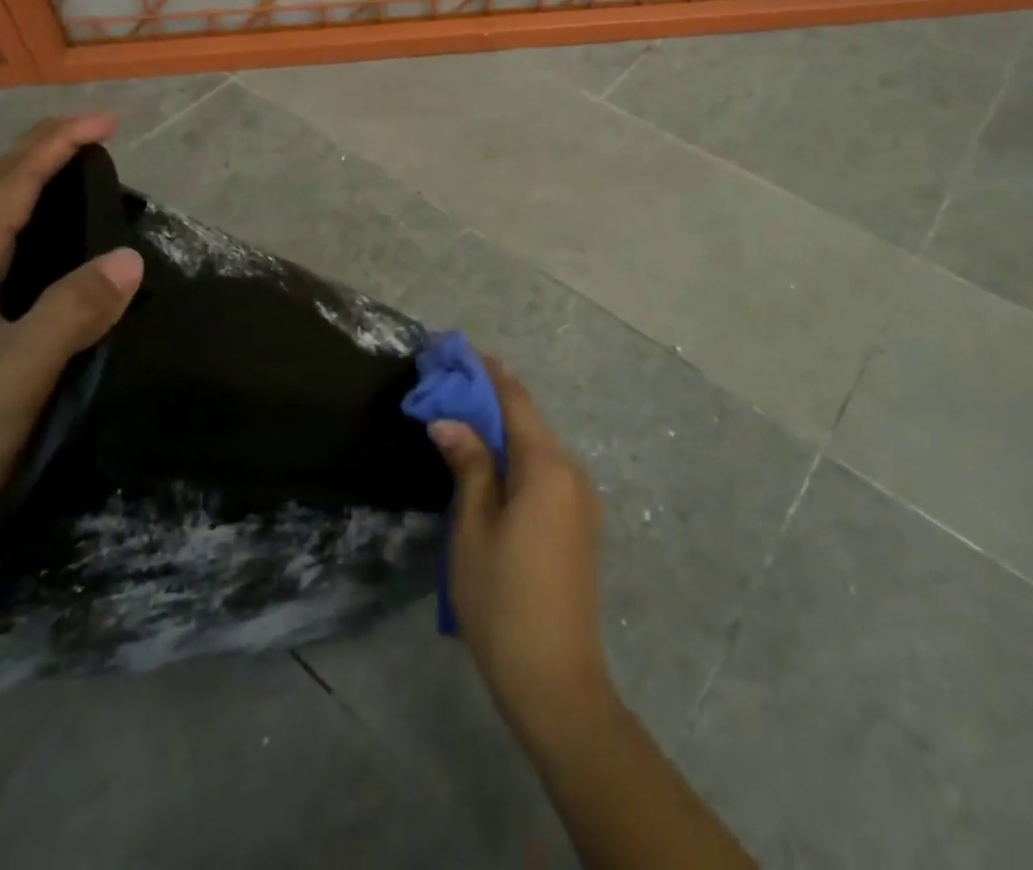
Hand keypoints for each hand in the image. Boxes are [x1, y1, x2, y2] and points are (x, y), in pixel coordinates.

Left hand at [0, 115, 144, 554]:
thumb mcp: (18, 373)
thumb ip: (72, 312)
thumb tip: (131, 258)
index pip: (10, 187)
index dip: (55, 146)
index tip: (106, 122)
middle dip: (41, 149)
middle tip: (94, 131)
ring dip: (31, 177)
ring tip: (75, 164)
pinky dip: (29, 215)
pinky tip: (51, 235)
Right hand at [428, 361, 612, 741]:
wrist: (556, 679)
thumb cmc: (502, 599)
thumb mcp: (473, 528)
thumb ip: (468, 465)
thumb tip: (450, 420)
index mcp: (547, 467)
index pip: (516, 401)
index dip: (488, 373)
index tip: (460, 353)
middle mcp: (572, 472)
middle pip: (528, 422)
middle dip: (491, 402)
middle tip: (450, 390)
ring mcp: (582, 500)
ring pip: (537, 449)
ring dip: (503, 432)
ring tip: (463, 425)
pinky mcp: (580, 524)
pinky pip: (546, 474)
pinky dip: (518, 460)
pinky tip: (492, 469)